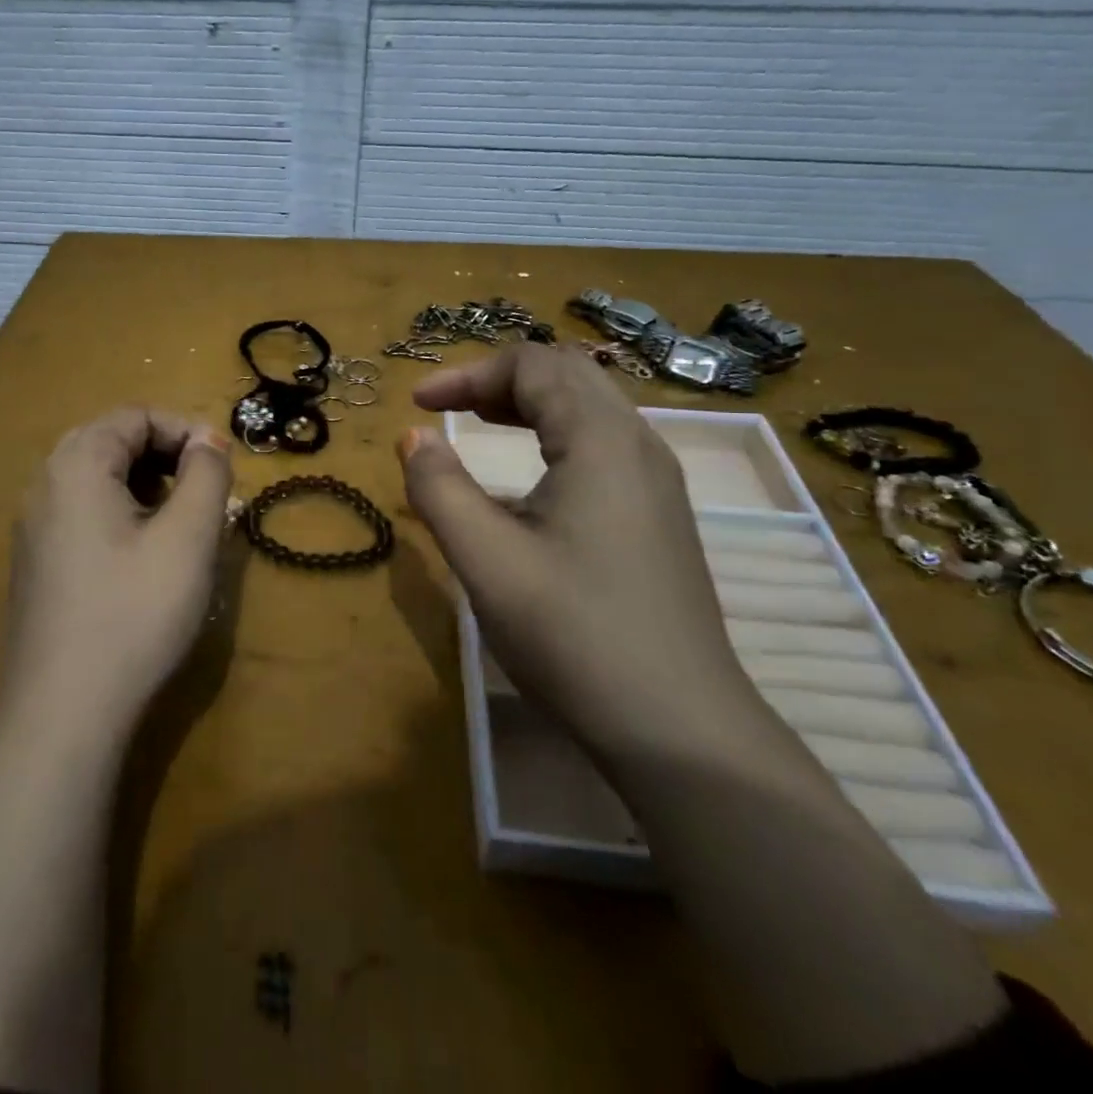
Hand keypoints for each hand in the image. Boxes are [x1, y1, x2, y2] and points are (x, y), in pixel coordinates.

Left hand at [2, 407, 232, 740]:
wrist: (62, 712)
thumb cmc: (134, 613)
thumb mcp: (188, 538)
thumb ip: (206, 475)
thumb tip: (208, 440)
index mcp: (76, 464)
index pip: (135, 415)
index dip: (186, 429)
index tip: (224, 465)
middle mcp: (45, 484)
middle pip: (113, 441)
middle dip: (167, 456)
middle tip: (206, 491)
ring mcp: (34, 526)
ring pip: (98, 479)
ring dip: (148, 485)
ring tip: (184, 523)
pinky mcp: (37, 563)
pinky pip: (83, 513)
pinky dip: (123, 513)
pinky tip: (147, 556)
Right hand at [399, 344, 763, 764]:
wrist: (680, 728)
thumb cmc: (574, 635)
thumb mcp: (486, 560)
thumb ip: (439, 488)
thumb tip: (412, 436)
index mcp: (600, 440)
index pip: (532, 366)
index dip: (467, 374)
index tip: (417, 404)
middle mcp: (638, 443)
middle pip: (566, 374)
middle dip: (498, 379)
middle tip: (447, 408)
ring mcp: (658, 480)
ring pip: (590, 407)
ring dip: (529, 403)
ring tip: (480, 424)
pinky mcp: (660, 514)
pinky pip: (604, 443)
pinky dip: (556, 433)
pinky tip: (531, 477)